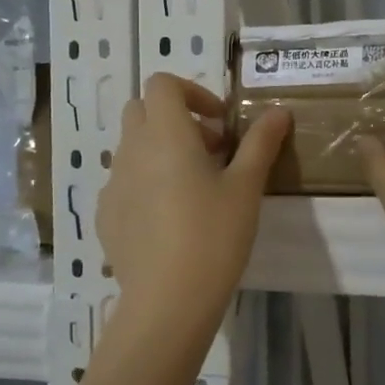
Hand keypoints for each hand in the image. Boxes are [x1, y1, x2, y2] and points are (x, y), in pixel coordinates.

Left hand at [98, 73, 290, 321]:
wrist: (167, 300)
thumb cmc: (213, 235)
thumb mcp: (246, 187)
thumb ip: (260, 143)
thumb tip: (278, 111)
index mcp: (165, 134)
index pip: (162, 84)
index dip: (192, 93)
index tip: (219, 123)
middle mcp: (131, 150)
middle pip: (142, 110)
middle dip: (175, 119)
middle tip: (210, 151)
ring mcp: (113, 184)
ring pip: (132, 148)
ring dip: (160, 152)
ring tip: (193, 189)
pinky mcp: (106, 216)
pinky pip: (124, 183)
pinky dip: (145, 184)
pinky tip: (169, 220)